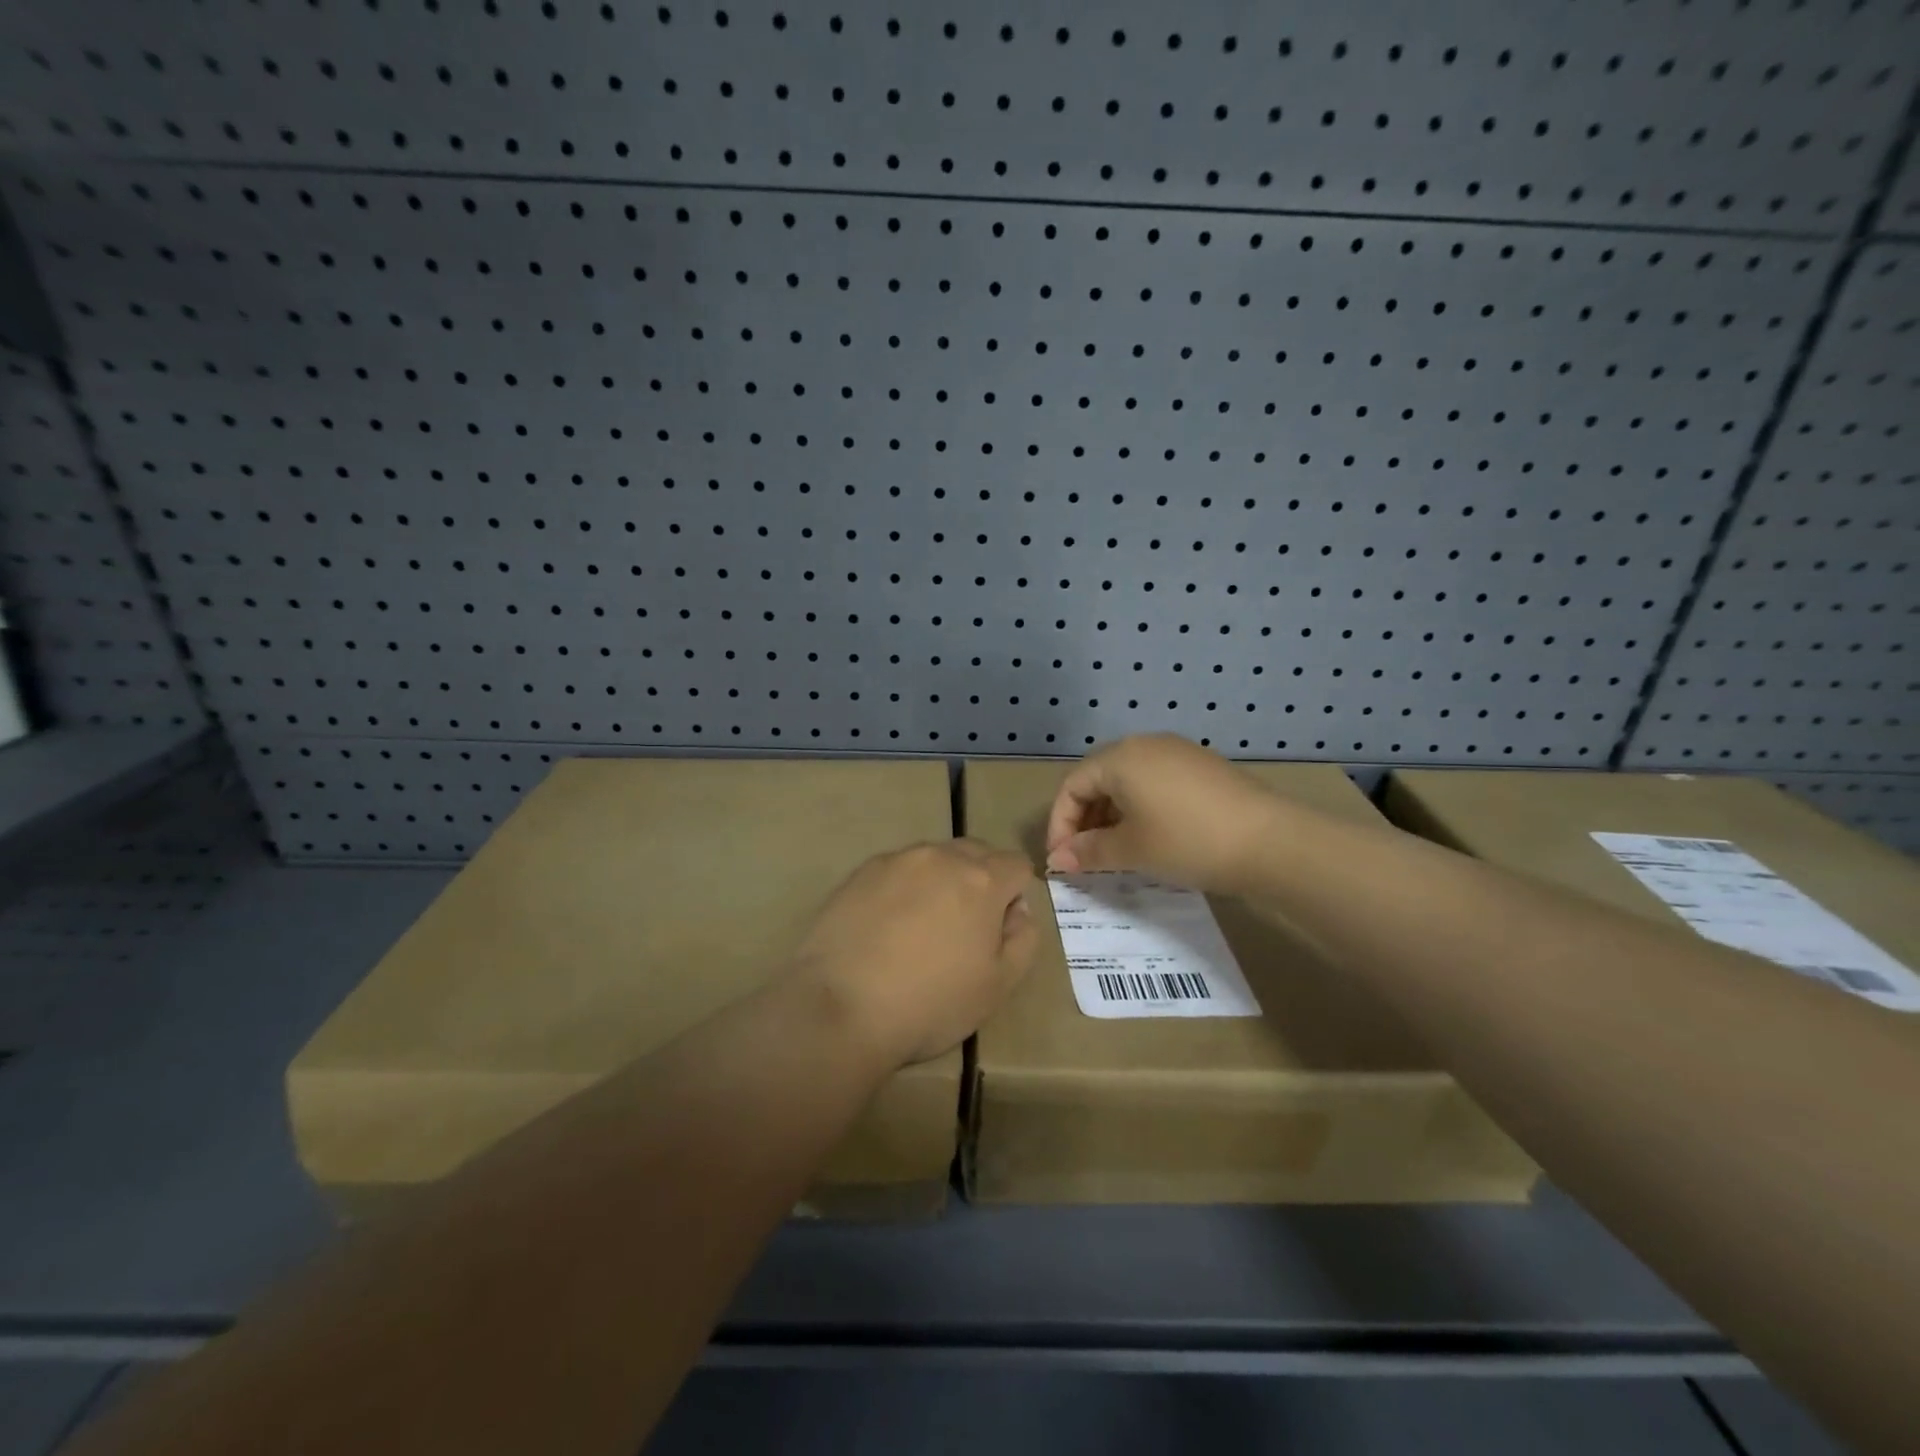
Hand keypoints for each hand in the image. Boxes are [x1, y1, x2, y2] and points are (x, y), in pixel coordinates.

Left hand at [792, 840, 1038, 1065]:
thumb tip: (1017, 910)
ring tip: (921, 928)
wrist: (841, 1007)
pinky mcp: (860, 872)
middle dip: (980, 881)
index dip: (1015, 895)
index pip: (1016, 865)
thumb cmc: (930, 1003)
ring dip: (940, 882)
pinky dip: (903, 889)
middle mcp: (940, 857)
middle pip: (976, 853)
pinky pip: (897, 870)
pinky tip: (887, 927)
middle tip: (964, 928)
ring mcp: (896, 861)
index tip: (998, 930)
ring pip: (934, 859)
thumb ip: (1023, 939)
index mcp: (981, 879)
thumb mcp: (998, 986)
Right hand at [1045, 734, 1282, 894]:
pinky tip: (1151, 836)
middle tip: (1085, 857)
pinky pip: (1154, 782)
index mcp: (1120, 757)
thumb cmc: (1187, 841)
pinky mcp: (1202, 766)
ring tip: (1115, 851)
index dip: (1060, 824)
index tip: (1062, 861)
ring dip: (1111, 815)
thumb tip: (1057, 860)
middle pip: (1098, 779)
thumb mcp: (1131, 850)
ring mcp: (1177, 752)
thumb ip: (1088, 852)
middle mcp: (1145, 744)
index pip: (1072, 786)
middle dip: (1084, 819)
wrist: (1271, 841)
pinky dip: (1140, 807)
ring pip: (1127, 781)